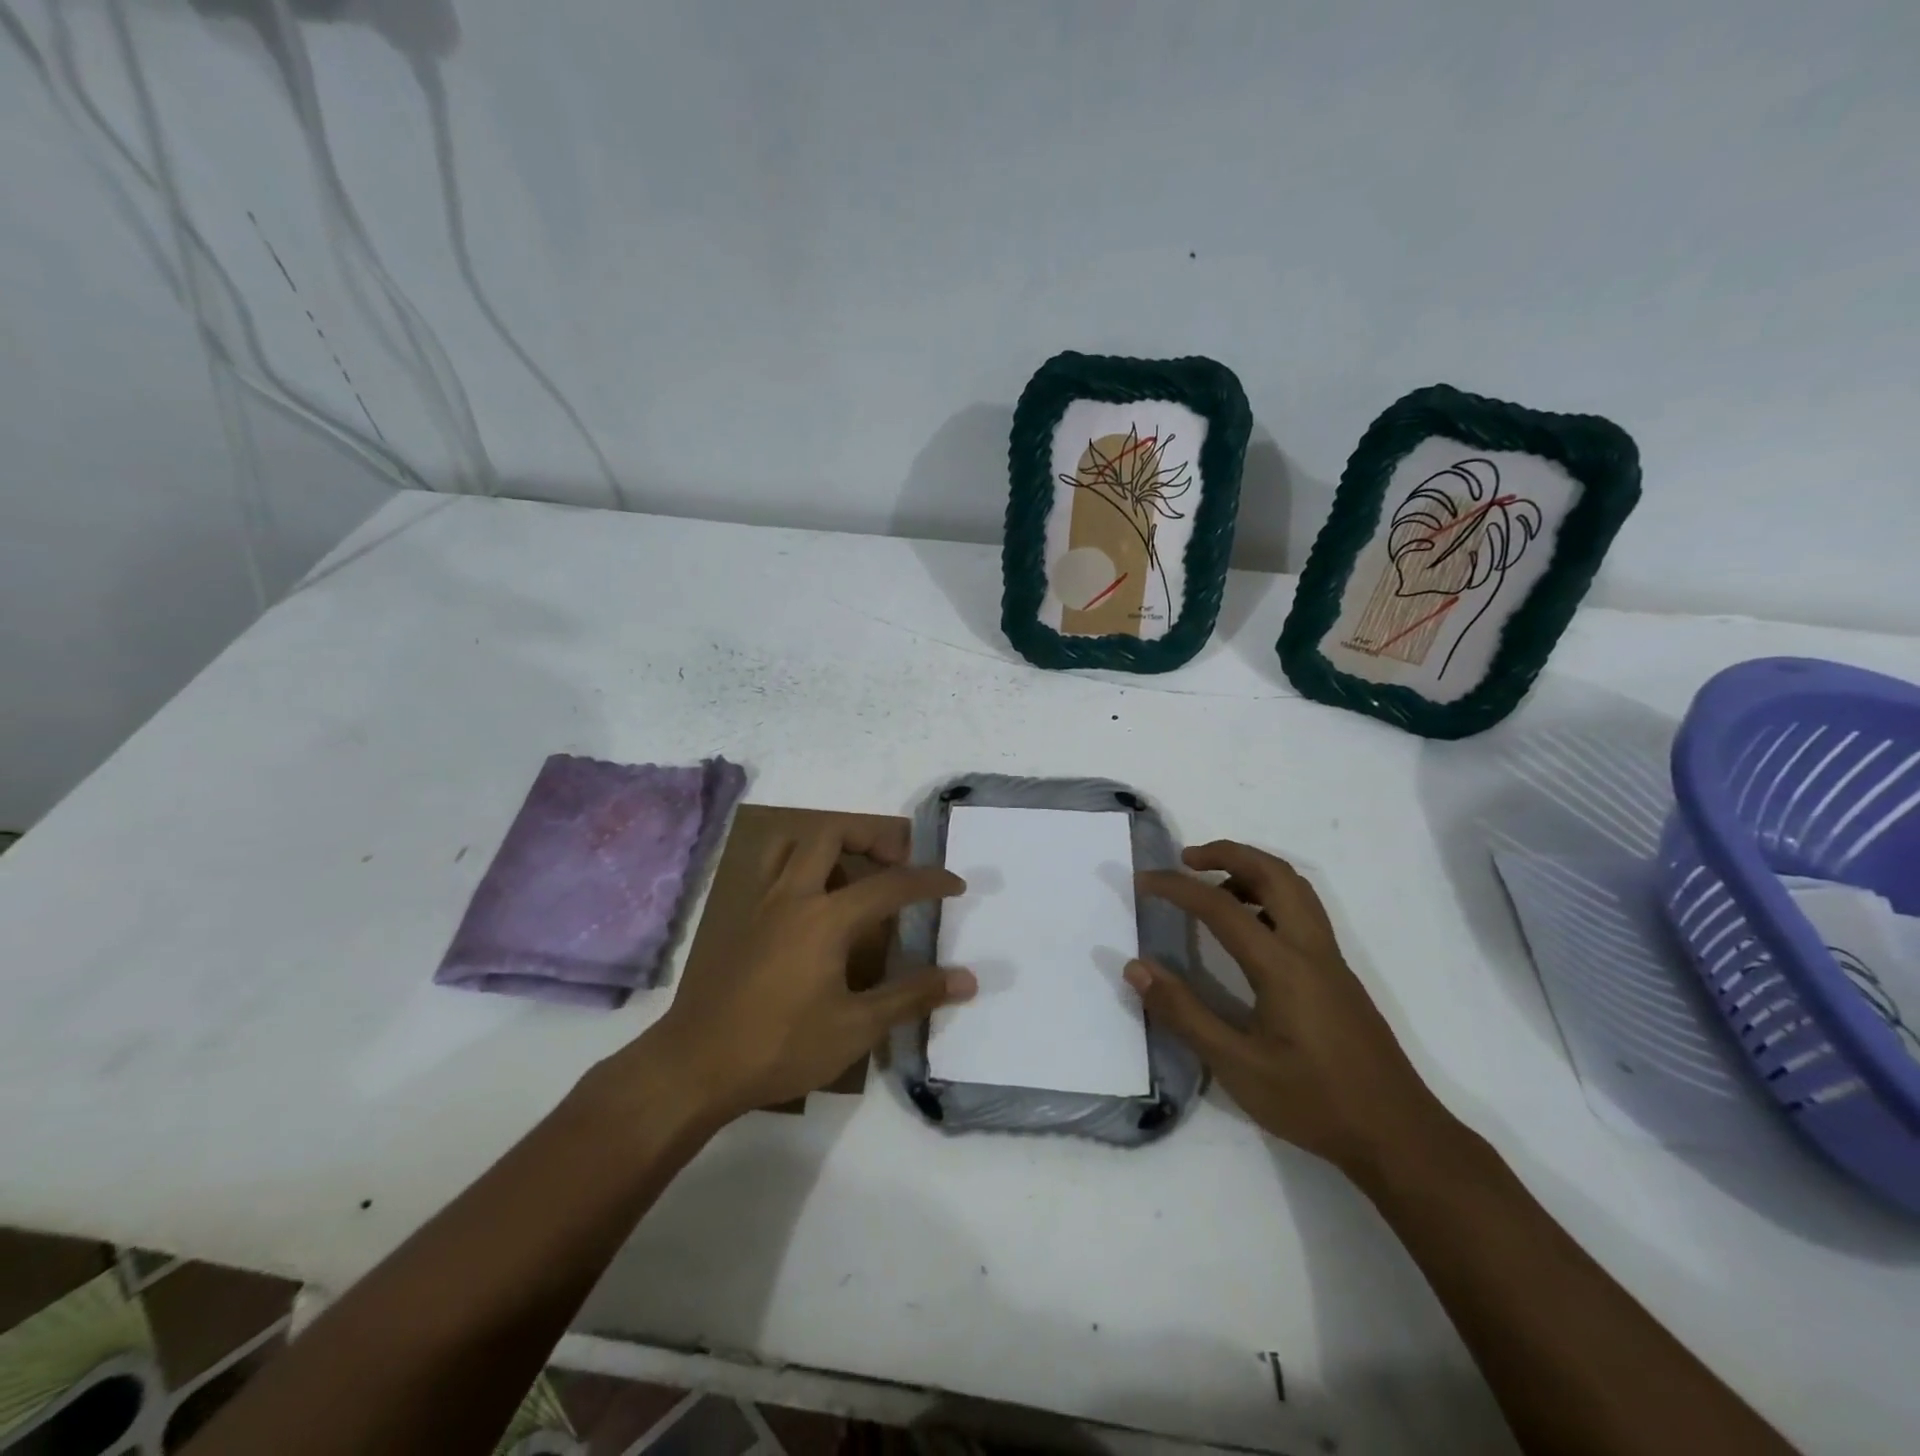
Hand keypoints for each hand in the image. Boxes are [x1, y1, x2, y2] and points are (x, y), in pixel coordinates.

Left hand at [633, 818, 973, 1123]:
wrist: (695, 1066)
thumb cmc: (781, 1046)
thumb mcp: (855, 1027)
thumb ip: (912, 996)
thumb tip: (966, 979)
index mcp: (826, 918)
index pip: (890, 884)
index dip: (929, 881)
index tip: (956, 885)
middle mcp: (793, 896)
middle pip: (833, 833)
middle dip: (873, 836)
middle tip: (898, 862)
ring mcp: (761, 904)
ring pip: (794, 844)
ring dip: (830, 846)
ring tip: (854, 877)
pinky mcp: (741, 920)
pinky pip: (773, 870)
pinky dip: (800, 866)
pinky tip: (812, 907)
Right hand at [1133, 841, 1449, 1177]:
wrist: (1399, 1137)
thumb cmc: (1314, 1102)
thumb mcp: (1237, 1066)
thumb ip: (1184, 1013)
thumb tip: (1136, 967)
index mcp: (1283, 966)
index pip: (1222, 907)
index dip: (1178, 887)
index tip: (1144, 880)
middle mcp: (1310, 948)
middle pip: (1274, 873)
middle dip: (1228, 853)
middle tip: (1187, 859)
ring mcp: (1330, 960)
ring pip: (1295, 888)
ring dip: (1252, 869)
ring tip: (1213, 886)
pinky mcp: (1338, 975)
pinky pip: (1303, 910)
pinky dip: (1270, 895)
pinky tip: (1249, 929)